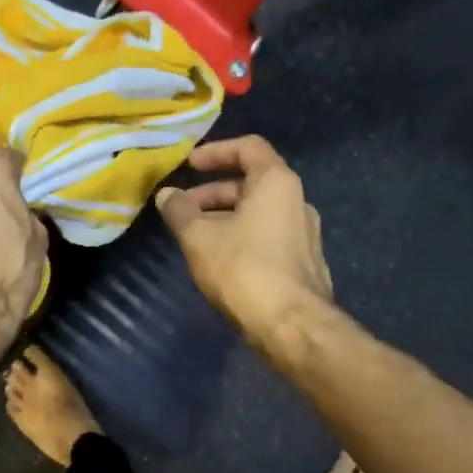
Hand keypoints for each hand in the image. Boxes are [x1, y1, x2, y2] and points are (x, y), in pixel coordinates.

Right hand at [155, 135, 332, 346]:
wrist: (292, 325)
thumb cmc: (243, 269)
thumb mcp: (199, 237)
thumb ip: (180, 211)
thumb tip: (167, 195)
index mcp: (277, 183)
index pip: (249, 147)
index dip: (216, 151)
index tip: (189, 165)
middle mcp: (297, 201)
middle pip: (252, 183)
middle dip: (213, 193)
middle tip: (182, 209)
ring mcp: (305, 234)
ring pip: (258, 213)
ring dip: (225, 218)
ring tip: (195, 238)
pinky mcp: (303, 263)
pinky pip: (268, 237)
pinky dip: (242, 238)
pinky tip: (220, 262)